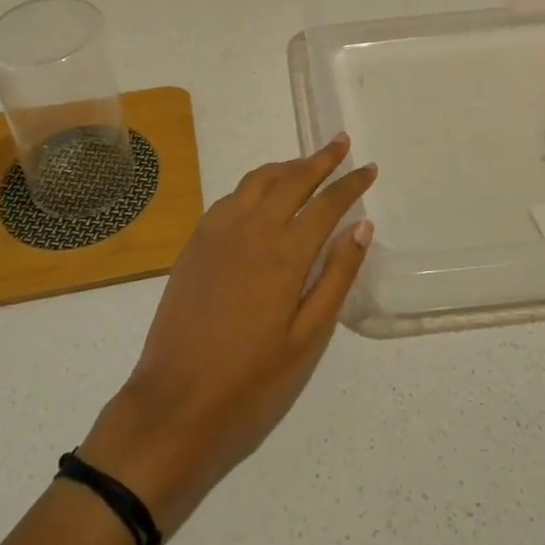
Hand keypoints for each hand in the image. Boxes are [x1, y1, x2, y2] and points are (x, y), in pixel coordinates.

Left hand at [79, 135, 375, 534]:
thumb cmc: (251, 379)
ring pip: (258, 180)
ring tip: (306, 164)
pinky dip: (255, 184)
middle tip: (340, 143)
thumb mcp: (307, 337)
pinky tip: (261, 196)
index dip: (350, 183)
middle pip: (292, 178)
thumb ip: (336, 276)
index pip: (326, 202)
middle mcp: (252, 227)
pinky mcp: (196, 240)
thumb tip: (361, 226)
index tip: (368, 168)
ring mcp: (219, 230)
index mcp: (285, 252)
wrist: (176, 401)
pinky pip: (231, 197)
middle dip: (321, 159)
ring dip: (286, 166)